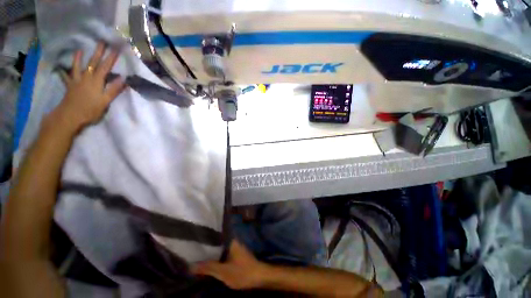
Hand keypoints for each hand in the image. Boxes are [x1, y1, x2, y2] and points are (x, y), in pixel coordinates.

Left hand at [55, 42, 125, 128]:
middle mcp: (86, 77)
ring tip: (80, 50)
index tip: (116, 48)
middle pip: (92, 62)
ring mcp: (76, 81)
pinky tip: (62, 68)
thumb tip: (123, 79)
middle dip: (98, 52)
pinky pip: (66, 76)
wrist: (70, 116)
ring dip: (79, 58)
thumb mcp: (105, 101)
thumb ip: (113, 89)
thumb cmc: (90, 110)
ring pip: (78, 66)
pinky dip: (65, 71)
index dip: (111, 57)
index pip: (105, 67)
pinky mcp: (70, 86)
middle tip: (101, 42)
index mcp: (96, 81)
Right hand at [192, 240, 269, 289]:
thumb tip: (191, 266)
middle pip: (218, 242)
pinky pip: (224, 253)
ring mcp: (236, 247)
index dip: (205, 237)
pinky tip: (211, 261)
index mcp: (231, 241)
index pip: (216, 235)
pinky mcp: (237, 254)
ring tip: (199, 254)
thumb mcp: (223, 271)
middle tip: (194, 249)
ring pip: (221, 248)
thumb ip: (208, 267)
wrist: (259, 277)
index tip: (195, 239)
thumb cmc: (242, 272)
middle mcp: (233, 241)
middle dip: (207, 246)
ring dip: (212, 252)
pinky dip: (218, 256)